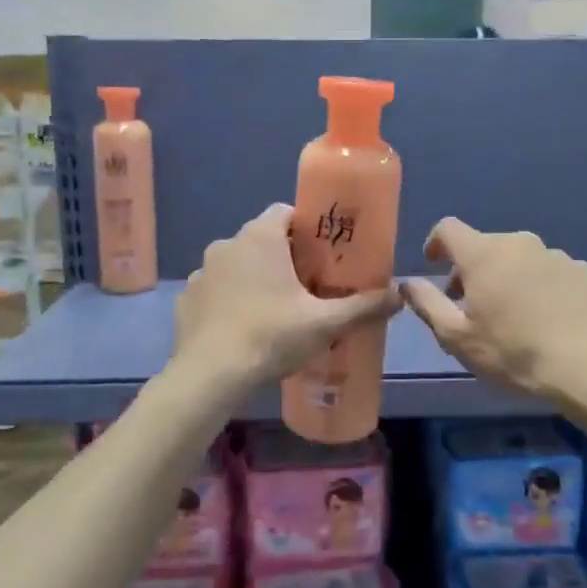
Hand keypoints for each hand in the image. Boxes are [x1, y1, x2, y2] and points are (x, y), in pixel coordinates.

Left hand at [173, 204, 400, 385]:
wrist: (210, 375)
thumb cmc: (271, 336)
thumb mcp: (325, 323)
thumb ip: (363, 307)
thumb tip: (399, 296)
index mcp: (260, 237)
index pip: (285, 212)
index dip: (306, 228)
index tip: (323, 253)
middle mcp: (227, 244)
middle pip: (263, 238)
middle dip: (284, 256)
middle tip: (307, 286)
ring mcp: (202, 271)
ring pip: (237, 264)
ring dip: (254, 277)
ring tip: (275, 310)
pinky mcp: (187, 298)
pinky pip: (216, 289)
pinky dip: (229, 299)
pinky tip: (243, 327)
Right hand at [400, 218, 586, 402]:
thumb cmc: (514, 353)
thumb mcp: (458, 338)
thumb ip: (427, 304)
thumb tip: (408, 283)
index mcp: (483, 253)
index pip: (449, 228)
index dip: (436, 243)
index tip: (433, 266)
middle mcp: (519, 243)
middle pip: (484, 245)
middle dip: (470, 268)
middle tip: (469, 305)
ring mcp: (555, 254)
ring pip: (518, 257)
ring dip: (505, 276)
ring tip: (509, 315)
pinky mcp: (582, 270)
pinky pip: (547, 270)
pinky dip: (536, 285)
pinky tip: (543, 317)